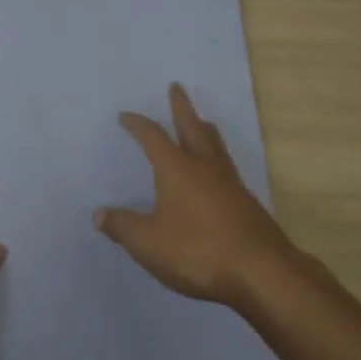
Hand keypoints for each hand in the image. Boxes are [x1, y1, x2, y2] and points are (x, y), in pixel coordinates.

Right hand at [96, 83, 297, 308]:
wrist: (261, 271)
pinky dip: (218, 157)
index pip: (154, 137)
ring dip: (204, 128)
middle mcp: (204, 167)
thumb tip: (99, 214)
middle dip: (182, 107)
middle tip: (176, 87)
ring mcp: (230, 183)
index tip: (126, 116)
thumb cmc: (198, 251)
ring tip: (202, 121)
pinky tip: (218, 172)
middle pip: (192, 127)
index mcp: (177, 169)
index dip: (138, 125)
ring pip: (215, 145)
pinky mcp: (247, 203)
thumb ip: (123, 227)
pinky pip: (227, 168)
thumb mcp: (148, 243)